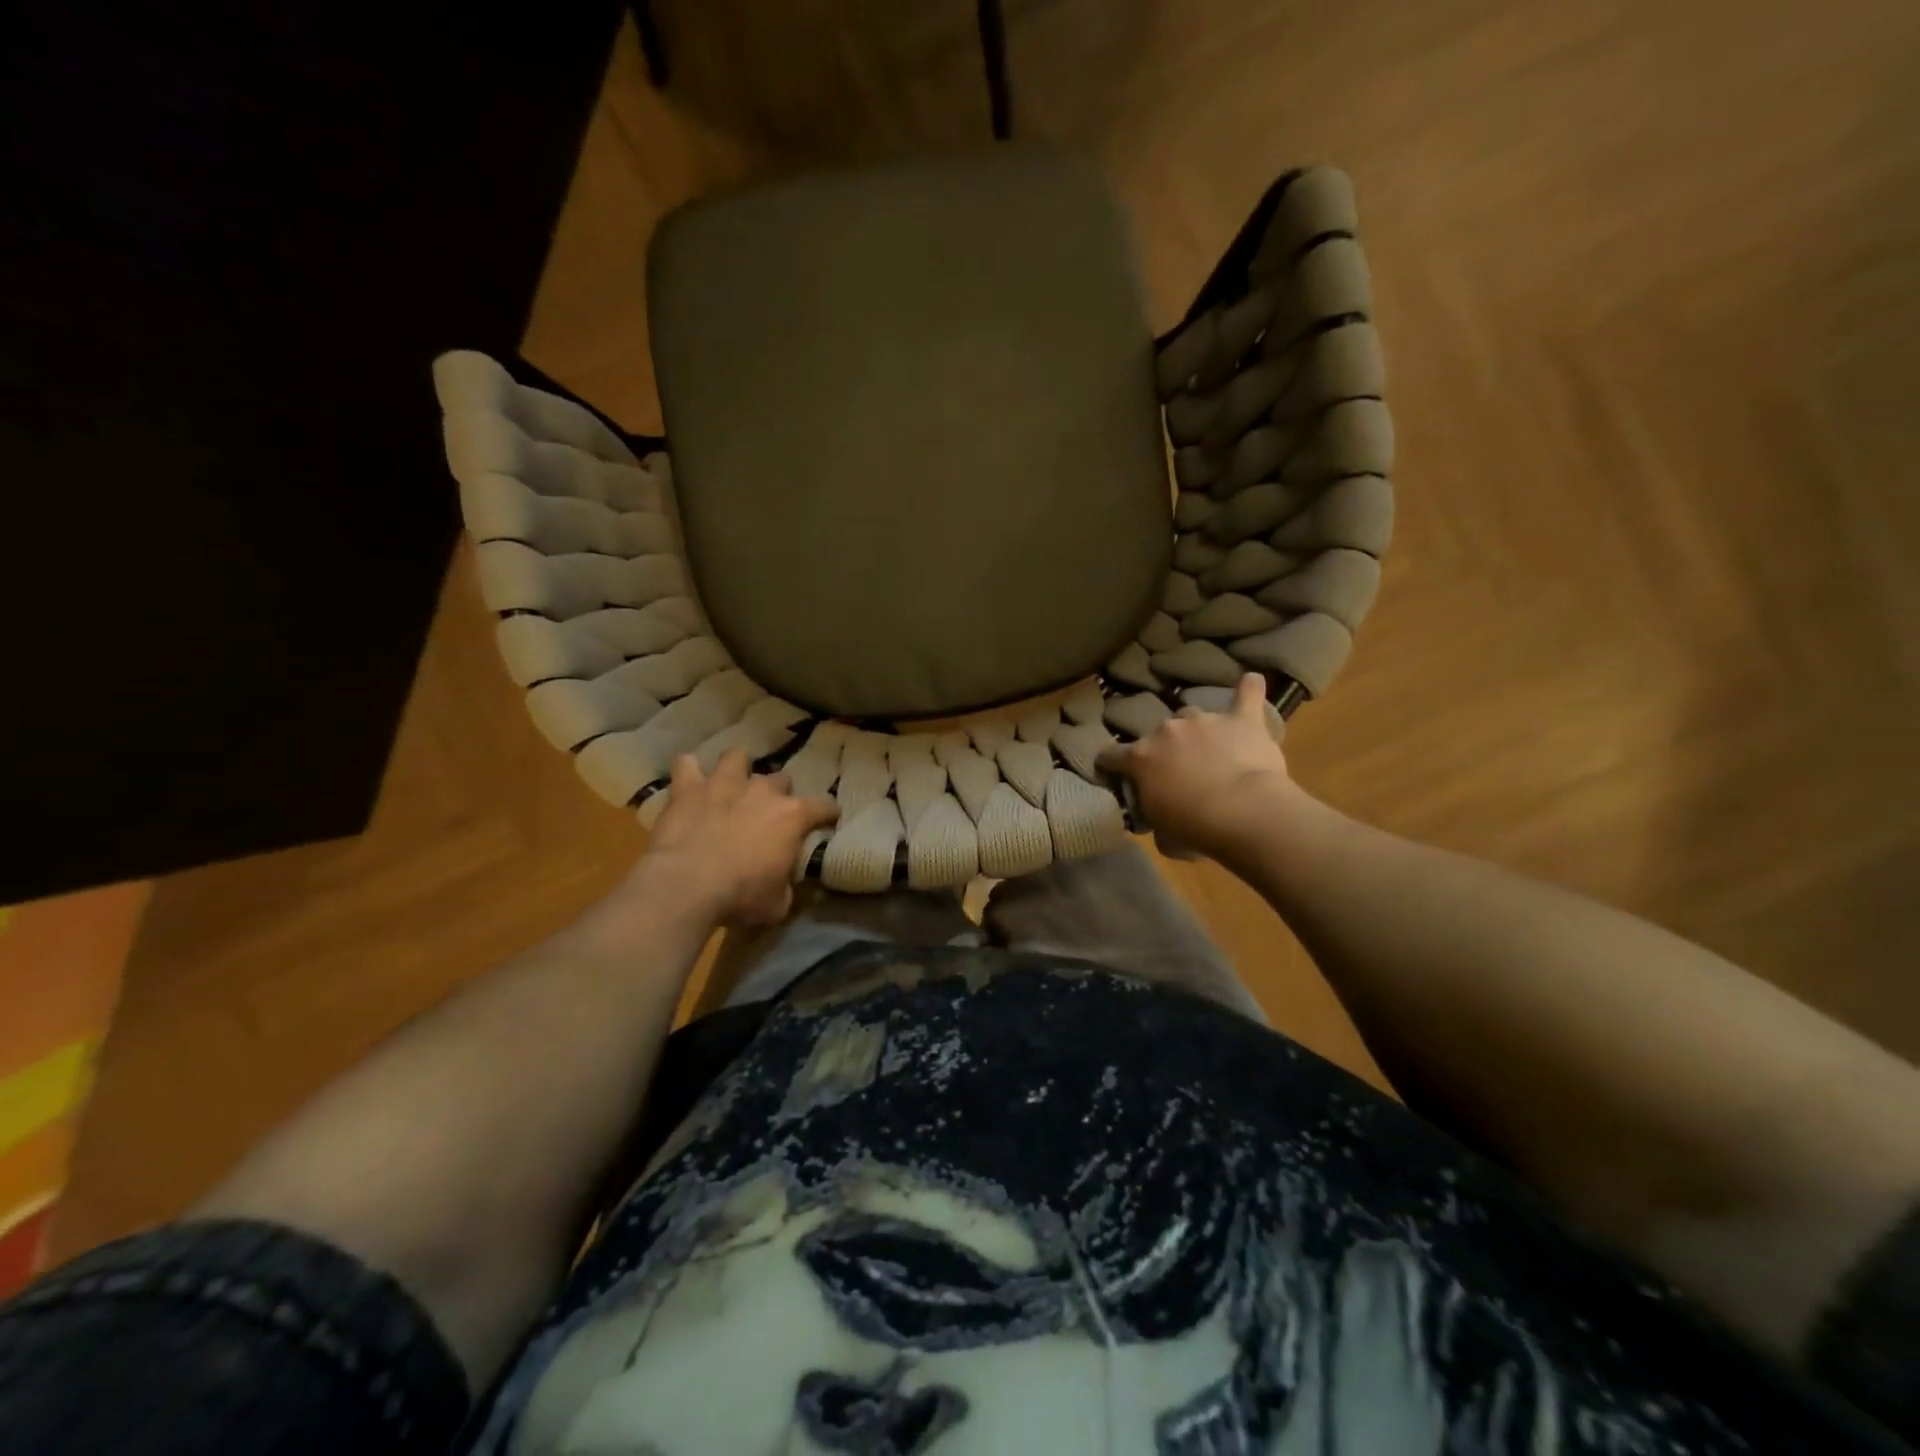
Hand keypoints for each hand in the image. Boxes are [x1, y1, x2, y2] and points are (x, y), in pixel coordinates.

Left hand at [627, 750, 839, 926]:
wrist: (687, 885)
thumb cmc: (741, 896)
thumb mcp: (777, 903)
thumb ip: (785, 885)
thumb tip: (782, 883)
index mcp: (792, 817)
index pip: (823, 808)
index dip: (828, 814)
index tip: (829, 820)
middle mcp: (762, 791)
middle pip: (780, 779)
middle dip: (778, 793)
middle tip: (769, 813)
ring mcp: (724, 784)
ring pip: (737, 757)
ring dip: (737, 768)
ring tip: (732, 782)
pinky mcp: (688, 789)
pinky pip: (687, 764)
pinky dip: (689, 770)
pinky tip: (689, 780)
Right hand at [1097, 673, 1301, 861]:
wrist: (1243, 812)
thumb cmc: (1194, 829)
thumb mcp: (1163, 835)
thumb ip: (1156, 819)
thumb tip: (1161, 821)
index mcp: (1140, 758)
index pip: (1111, 755)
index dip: (1111, 764)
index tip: (1114, 772)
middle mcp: (1167, 731)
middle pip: (1160, 734)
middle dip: (1167, 750)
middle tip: (1182, 772)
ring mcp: (1204, 721)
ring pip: (1195, 717)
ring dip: (1200, 732)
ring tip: (1215, 750)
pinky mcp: (1241, 720)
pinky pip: (1246, 695)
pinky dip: (1249, 690)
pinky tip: (1252, 682)